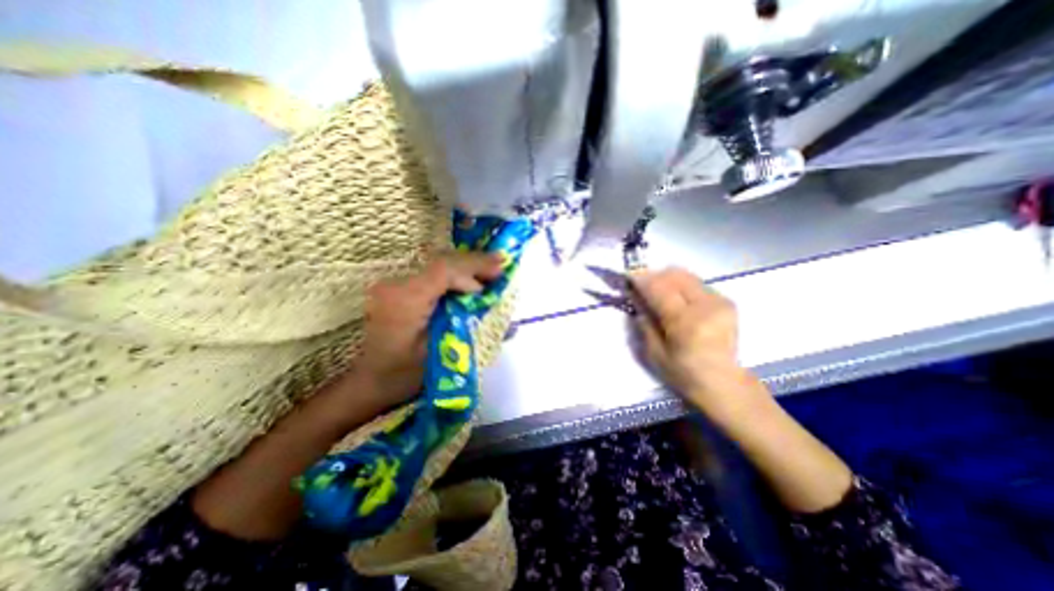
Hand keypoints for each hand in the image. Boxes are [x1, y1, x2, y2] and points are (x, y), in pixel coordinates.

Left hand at [349, 251, 503, 410]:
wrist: (370, 381)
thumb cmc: (404, 376)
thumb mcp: (443, 357)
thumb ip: (474, 333)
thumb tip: (511, 323)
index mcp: (405, 300)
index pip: (444, 271)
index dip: (474, 268)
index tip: (498, 272)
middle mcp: (395, 285)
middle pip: (442, 264)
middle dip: (474, 265)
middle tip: (500, 267)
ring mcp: (393, 284)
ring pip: (437, 268)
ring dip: (465, 270)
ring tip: (490, 273)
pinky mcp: (397, 289)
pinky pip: (431, 276)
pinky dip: (453, 277)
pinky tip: (468, 282)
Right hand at [629, 267, 762, 414]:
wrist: (724, 383)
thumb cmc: (684, 374)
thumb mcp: (654, 353)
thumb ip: (644, 322)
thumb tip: (635, 297)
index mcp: (686, 323)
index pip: (659, 289)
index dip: (641, 279)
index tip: (628, 276)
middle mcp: (705, 306)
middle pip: (674, 275)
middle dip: (654, 275)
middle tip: (641, 285)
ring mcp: (719, 301)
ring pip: (686, 275)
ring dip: (667, 279)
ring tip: (657, 291)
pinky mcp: (726, 301)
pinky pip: (696, 283)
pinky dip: (680, 285)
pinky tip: (675, 298)